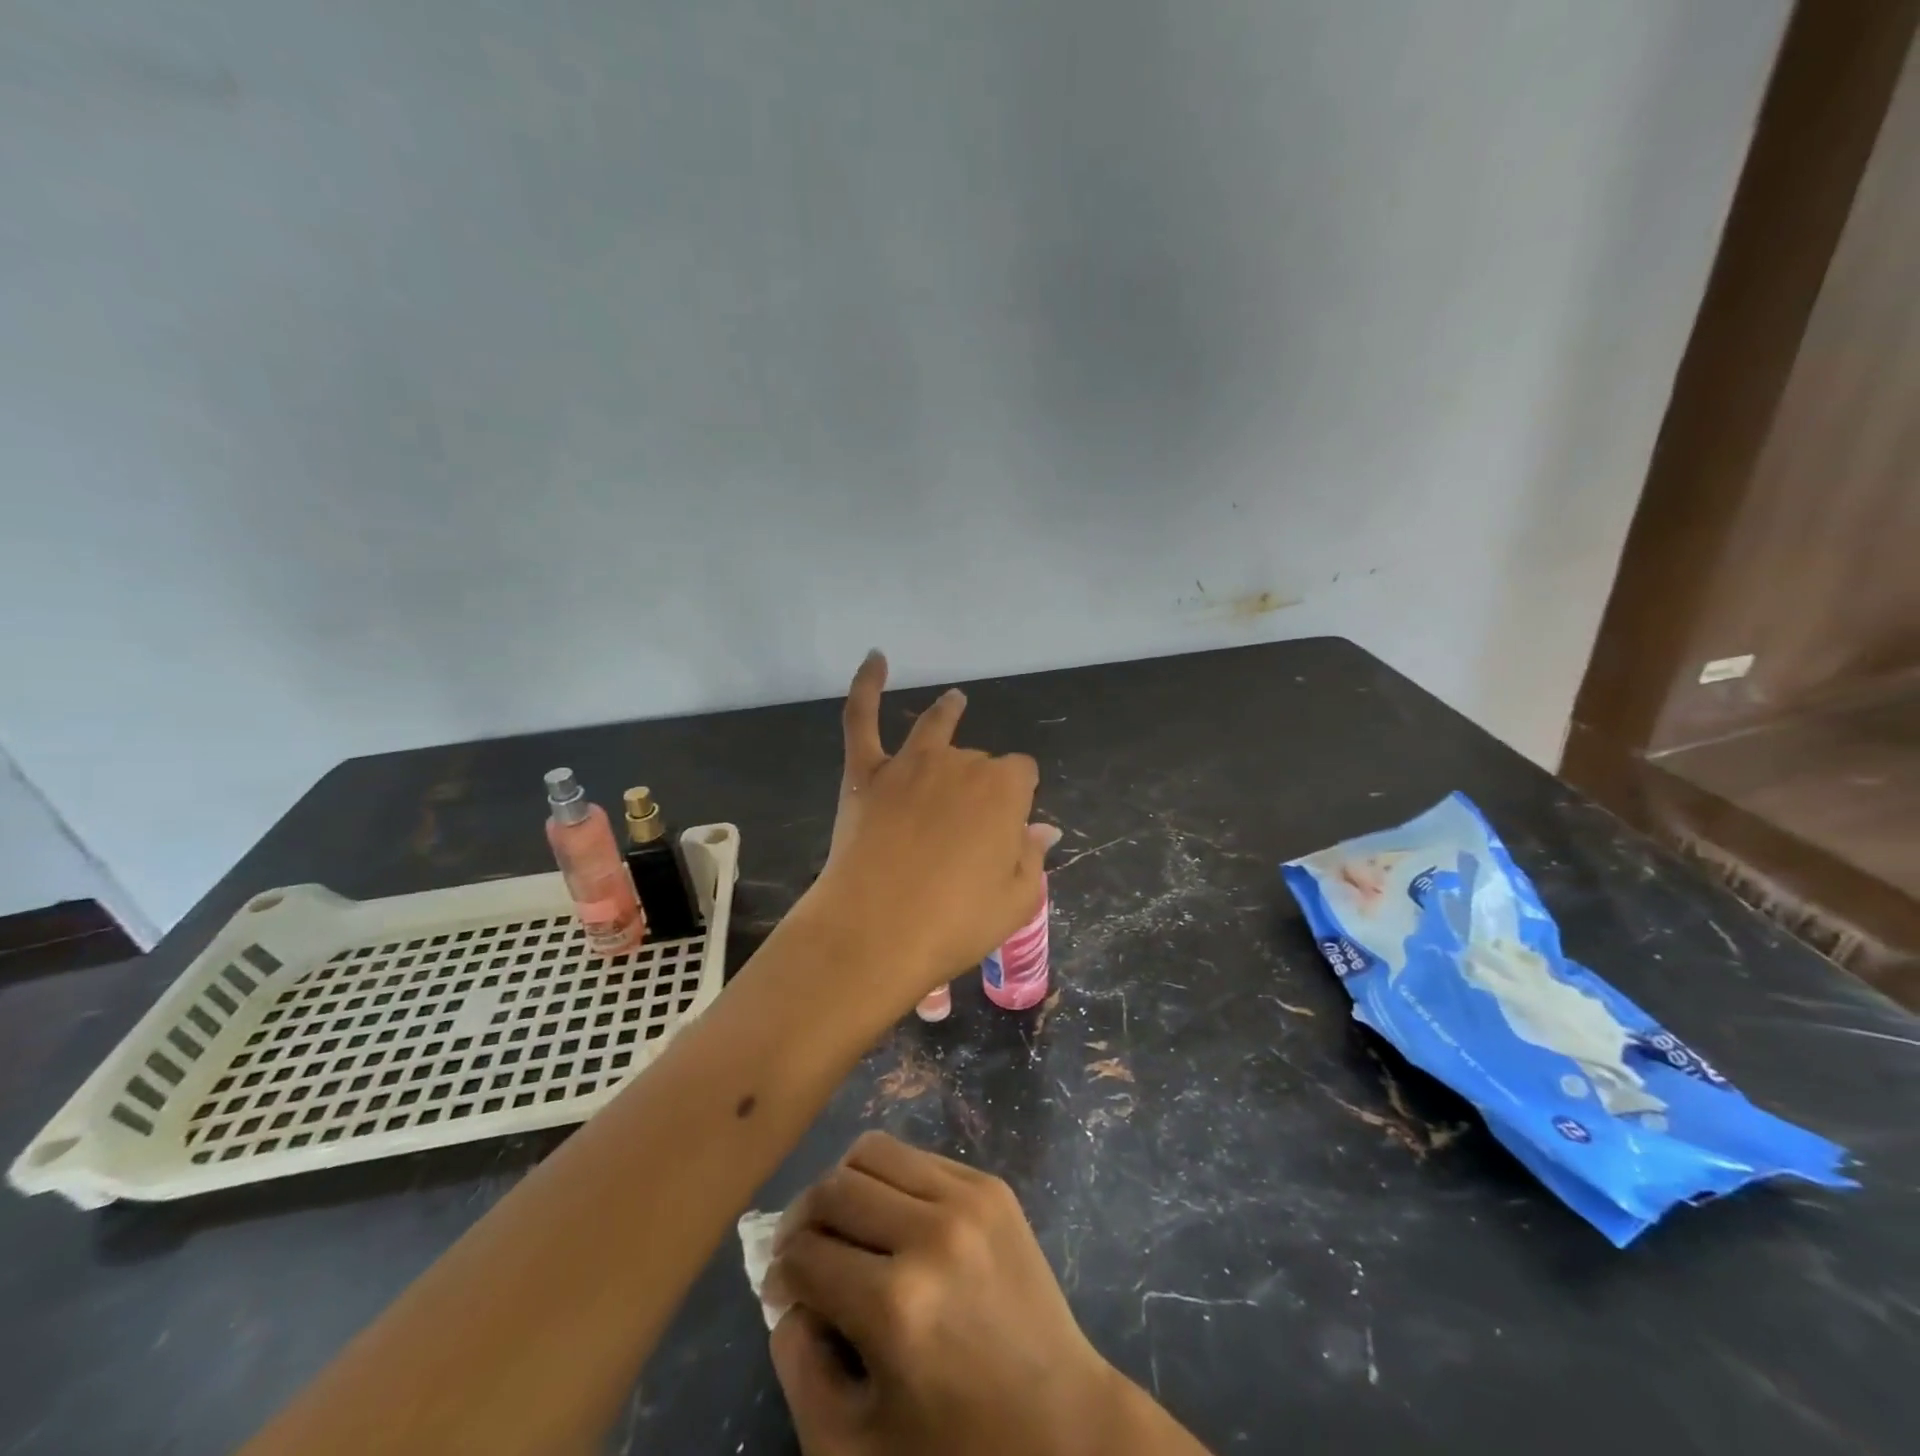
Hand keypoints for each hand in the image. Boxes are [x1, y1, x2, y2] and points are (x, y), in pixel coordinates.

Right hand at [764, 1133, 1129, 1455]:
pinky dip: (891, 1180)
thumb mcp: (853, 1446)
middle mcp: (930, 1233)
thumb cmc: (954, 1449)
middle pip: (833, 1187)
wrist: (1064, 1427)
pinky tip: (895, 1221)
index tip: (784, 1293)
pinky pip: (918, 1157)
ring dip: (844, 1186)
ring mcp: (968, 1199)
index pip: (804, 1254)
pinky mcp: (992, 1186)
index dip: (780, 1274)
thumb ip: (800, 1366)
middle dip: (803, 1220)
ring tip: (847, 1226)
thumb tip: (791, 1293)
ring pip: (873, 1152)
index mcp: (895, 1305)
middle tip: (805, 1254)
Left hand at [800, 651, 1055, 1011]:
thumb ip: (1032, 858)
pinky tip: (875, 657)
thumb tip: (1045, 830)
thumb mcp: (1016, 900)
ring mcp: (909, 764)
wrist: (874, 933)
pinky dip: (866, 685)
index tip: (1007, 832)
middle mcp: (960, 763)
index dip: (1017, 801)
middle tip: (966, 835)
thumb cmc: (954, 923)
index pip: (1022, 775)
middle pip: (979, 761)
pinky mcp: (866, 773)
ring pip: (935, 728)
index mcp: (1004, 790)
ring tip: (956, 700)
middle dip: (980, 786)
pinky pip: (862, 718)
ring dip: (949, 713)